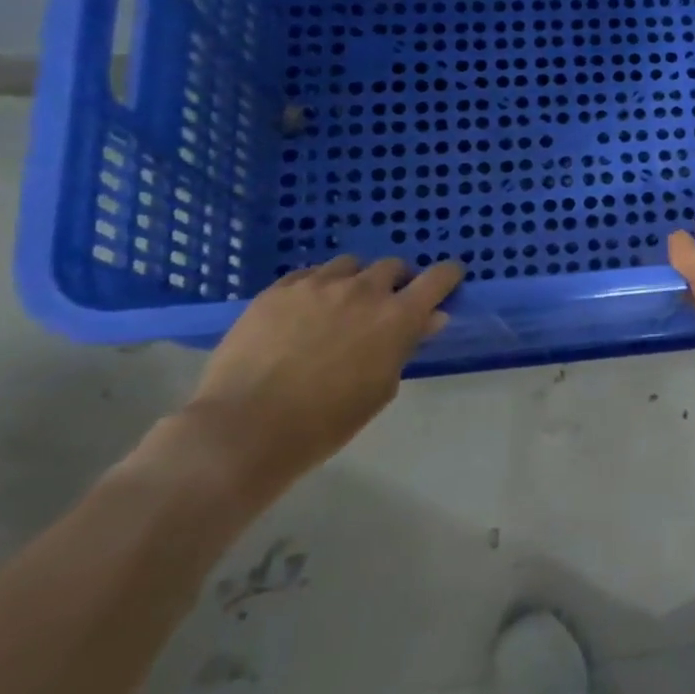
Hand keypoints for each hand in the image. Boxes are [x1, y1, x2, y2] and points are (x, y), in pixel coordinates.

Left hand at [160, 256, 464, 503]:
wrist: (246, 428)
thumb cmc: (326, 421)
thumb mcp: (380, 388)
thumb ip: (406, 346)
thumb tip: (429, 319)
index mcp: (397, 317)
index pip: (438, 278)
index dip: (448, 276)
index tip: (448, 281)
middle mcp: (363, 290)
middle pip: (392, 266)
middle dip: (396, 282)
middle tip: (385, 306)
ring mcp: (317, 285)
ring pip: (349, 265)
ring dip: (354, 281)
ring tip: (340, 306)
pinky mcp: (277, 290)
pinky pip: (308, 275)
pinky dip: (316, 287)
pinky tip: (303, 312)